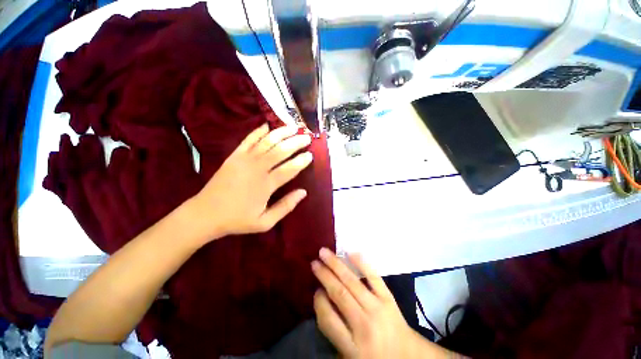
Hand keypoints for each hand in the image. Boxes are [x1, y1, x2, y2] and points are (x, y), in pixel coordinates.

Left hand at [191, 123, 311, 239]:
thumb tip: (303, 192)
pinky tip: (268, 126)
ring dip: (281, 133)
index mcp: (266, 185)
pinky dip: (259, 131)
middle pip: (280, 151)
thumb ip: (285, 206)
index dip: (301, 161)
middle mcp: (257, 168)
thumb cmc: (238, 220)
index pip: (289, 169)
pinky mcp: (234, 155)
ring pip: (267, 141)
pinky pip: (249, 139)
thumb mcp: (265, 222)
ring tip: (293, 127)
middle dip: (296, 143)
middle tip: (307, 138)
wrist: (205, 214)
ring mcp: (244, 159)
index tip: (311, 155)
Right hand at [312, 249, 453, 358]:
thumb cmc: (375, 357)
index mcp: (353, 347)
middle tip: (314, 262)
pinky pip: (374, 278)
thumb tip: (322, 298)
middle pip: (339, 294)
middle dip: (324, 275)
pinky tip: (351, 253)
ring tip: (324, 252)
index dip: (319, 301)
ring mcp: (378, 309)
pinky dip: (362, 264)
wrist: (408, 357)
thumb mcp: (349, 356)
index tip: (315, 289)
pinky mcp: (389, 299)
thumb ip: (334, 331)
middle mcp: (364, 325)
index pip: (328, 319)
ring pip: (353, 282)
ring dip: (336, 265)